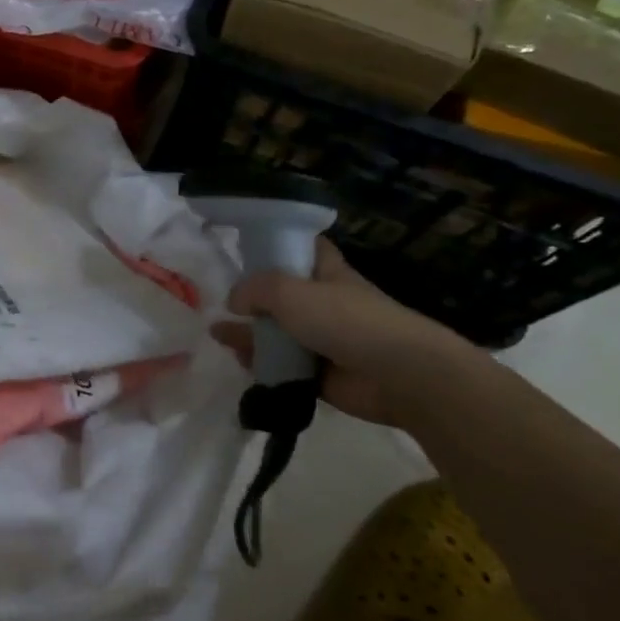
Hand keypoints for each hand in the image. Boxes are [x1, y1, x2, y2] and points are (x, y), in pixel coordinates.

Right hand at [213, 241, 488, 426]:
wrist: (401, 376)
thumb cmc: (347, 320)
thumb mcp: (289, 291)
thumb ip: (254, 290)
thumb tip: (233, 301)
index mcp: (325, 273)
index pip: (302, 248)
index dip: (278, 243)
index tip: (247, 247)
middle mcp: (323, 303)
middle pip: (281, 294)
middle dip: (251, 298)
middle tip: (219, 301)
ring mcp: (322, 340)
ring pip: (278, 333)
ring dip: (249, 334)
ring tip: (218, 335)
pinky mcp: (320, 375)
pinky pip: (283, 367)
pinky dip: (262, 365)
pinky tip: (239, 362)